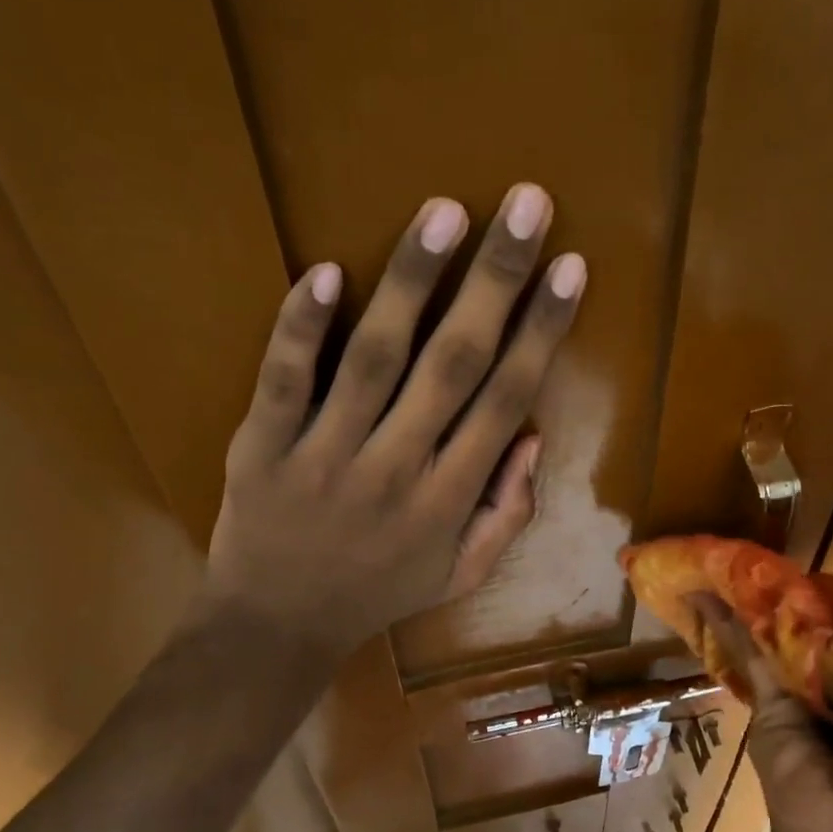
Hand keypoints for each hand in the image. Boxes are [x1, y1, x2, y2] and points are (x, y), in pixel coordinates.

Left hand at [204, 183, 585, 662]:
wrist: (277, 626)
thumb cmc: (377, 593)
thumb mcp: (461, 574)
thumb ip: (506, 513)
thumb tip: (532, 437)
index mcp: (448, 500)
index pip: (504, 401)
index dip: (541, 332)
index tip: (569, 268)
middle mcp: (395, 470)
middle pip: (453, 364)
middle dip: (495, 282)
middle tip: (526, 205)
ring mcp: (324, 455)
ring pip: (374, 359)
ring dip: (411, 283)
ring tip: (444, 213)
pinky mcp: (263, 447)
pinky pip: (284, 381)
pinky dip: (301, 328)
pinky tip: (324, 271)